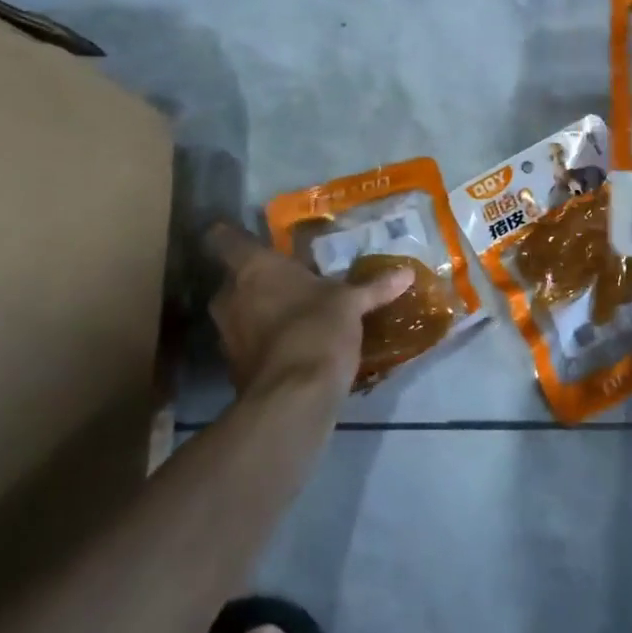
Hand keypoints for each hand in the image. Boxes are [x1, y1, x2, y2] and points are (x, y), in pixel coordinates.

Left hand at [204, 224, 413, 399]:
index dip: (234, 235)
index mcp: (253, 268)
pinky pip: (247, 343)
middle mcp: (229, 295)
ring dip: (260, 313)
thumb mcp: (351, 305)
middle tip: (292, 284)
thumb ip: (374, 288)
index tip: (255, 241)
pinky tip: (294, 348)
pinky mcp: (233, 366)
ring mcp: (226, 333)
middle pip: (235, 278)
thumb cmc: (318, 329)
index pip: (224, 238)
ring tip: (295, 317)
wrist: (293, 397)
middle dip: (259, 281)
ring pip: (239, 312)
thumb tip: (407, 273)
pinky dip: (265, 343)